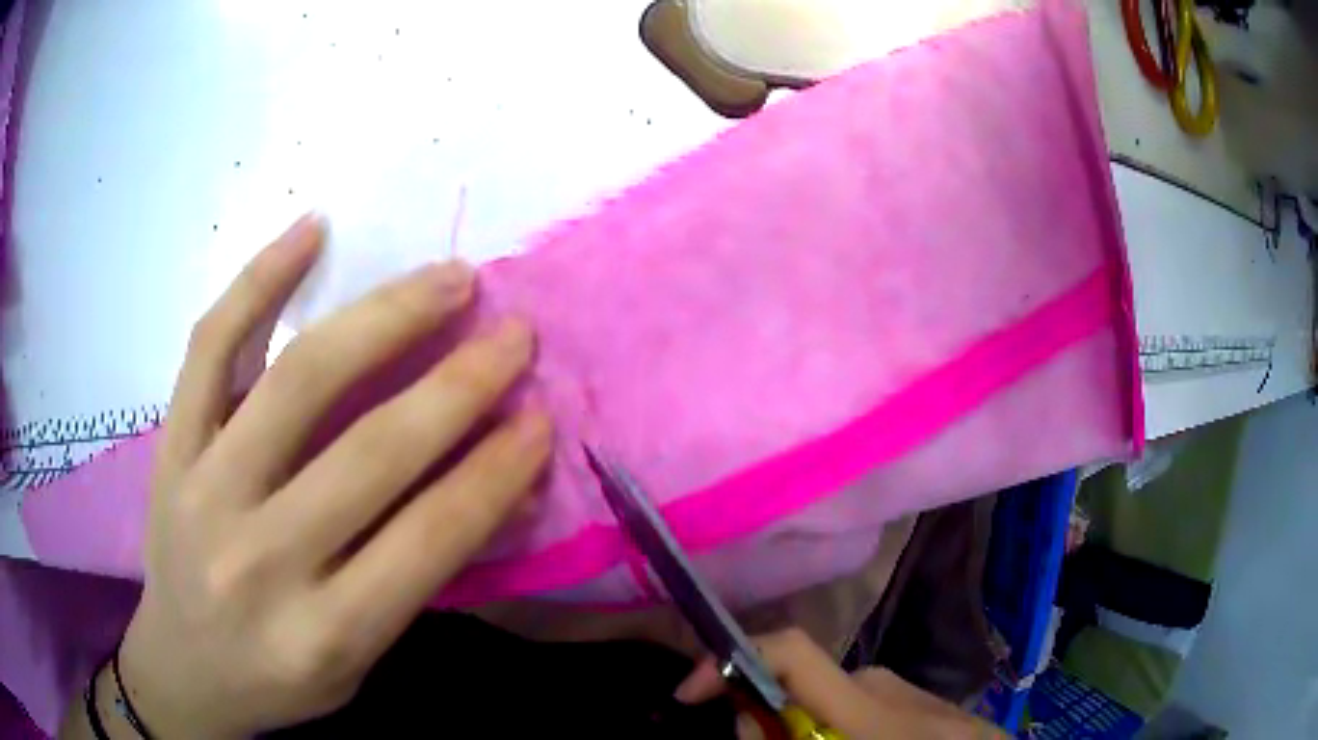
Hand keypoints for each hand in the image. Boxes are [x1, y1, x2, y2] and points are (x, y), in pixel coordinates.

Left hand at [114, 214, 552, 737]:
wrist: (182, 672)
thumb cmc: (278, 680)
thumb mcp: (359, 662)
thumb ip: (415, 579)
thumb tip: (491, 487)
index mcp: (324, 634)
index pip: (429, 538)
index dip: (495, 470)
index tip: (540, 415)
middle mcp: (261, 561)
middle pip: (371, 451)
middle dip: (459, 384)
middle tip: (512, 331)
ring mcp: (203, 491)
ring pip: (297, 381)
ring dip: (383, 318)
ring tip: (446, 279)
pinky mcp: (170, 448)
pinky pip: (211, 347)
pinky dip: (259, 281)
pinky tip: (313, 229)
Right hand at [675, 628, 1006, 738]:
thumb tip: (747, 717)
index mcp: (867, 699)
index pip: (791, 649)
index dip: (729, 659)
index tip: (687, 694)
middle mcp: (881, 681)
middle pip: (798, 686)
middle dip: (765, 718)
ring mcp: (903, 688)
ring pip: (827, 705)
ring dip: (803, 731)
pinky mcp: (915, 701)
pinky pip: (857, 713)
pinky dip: (836, 732)